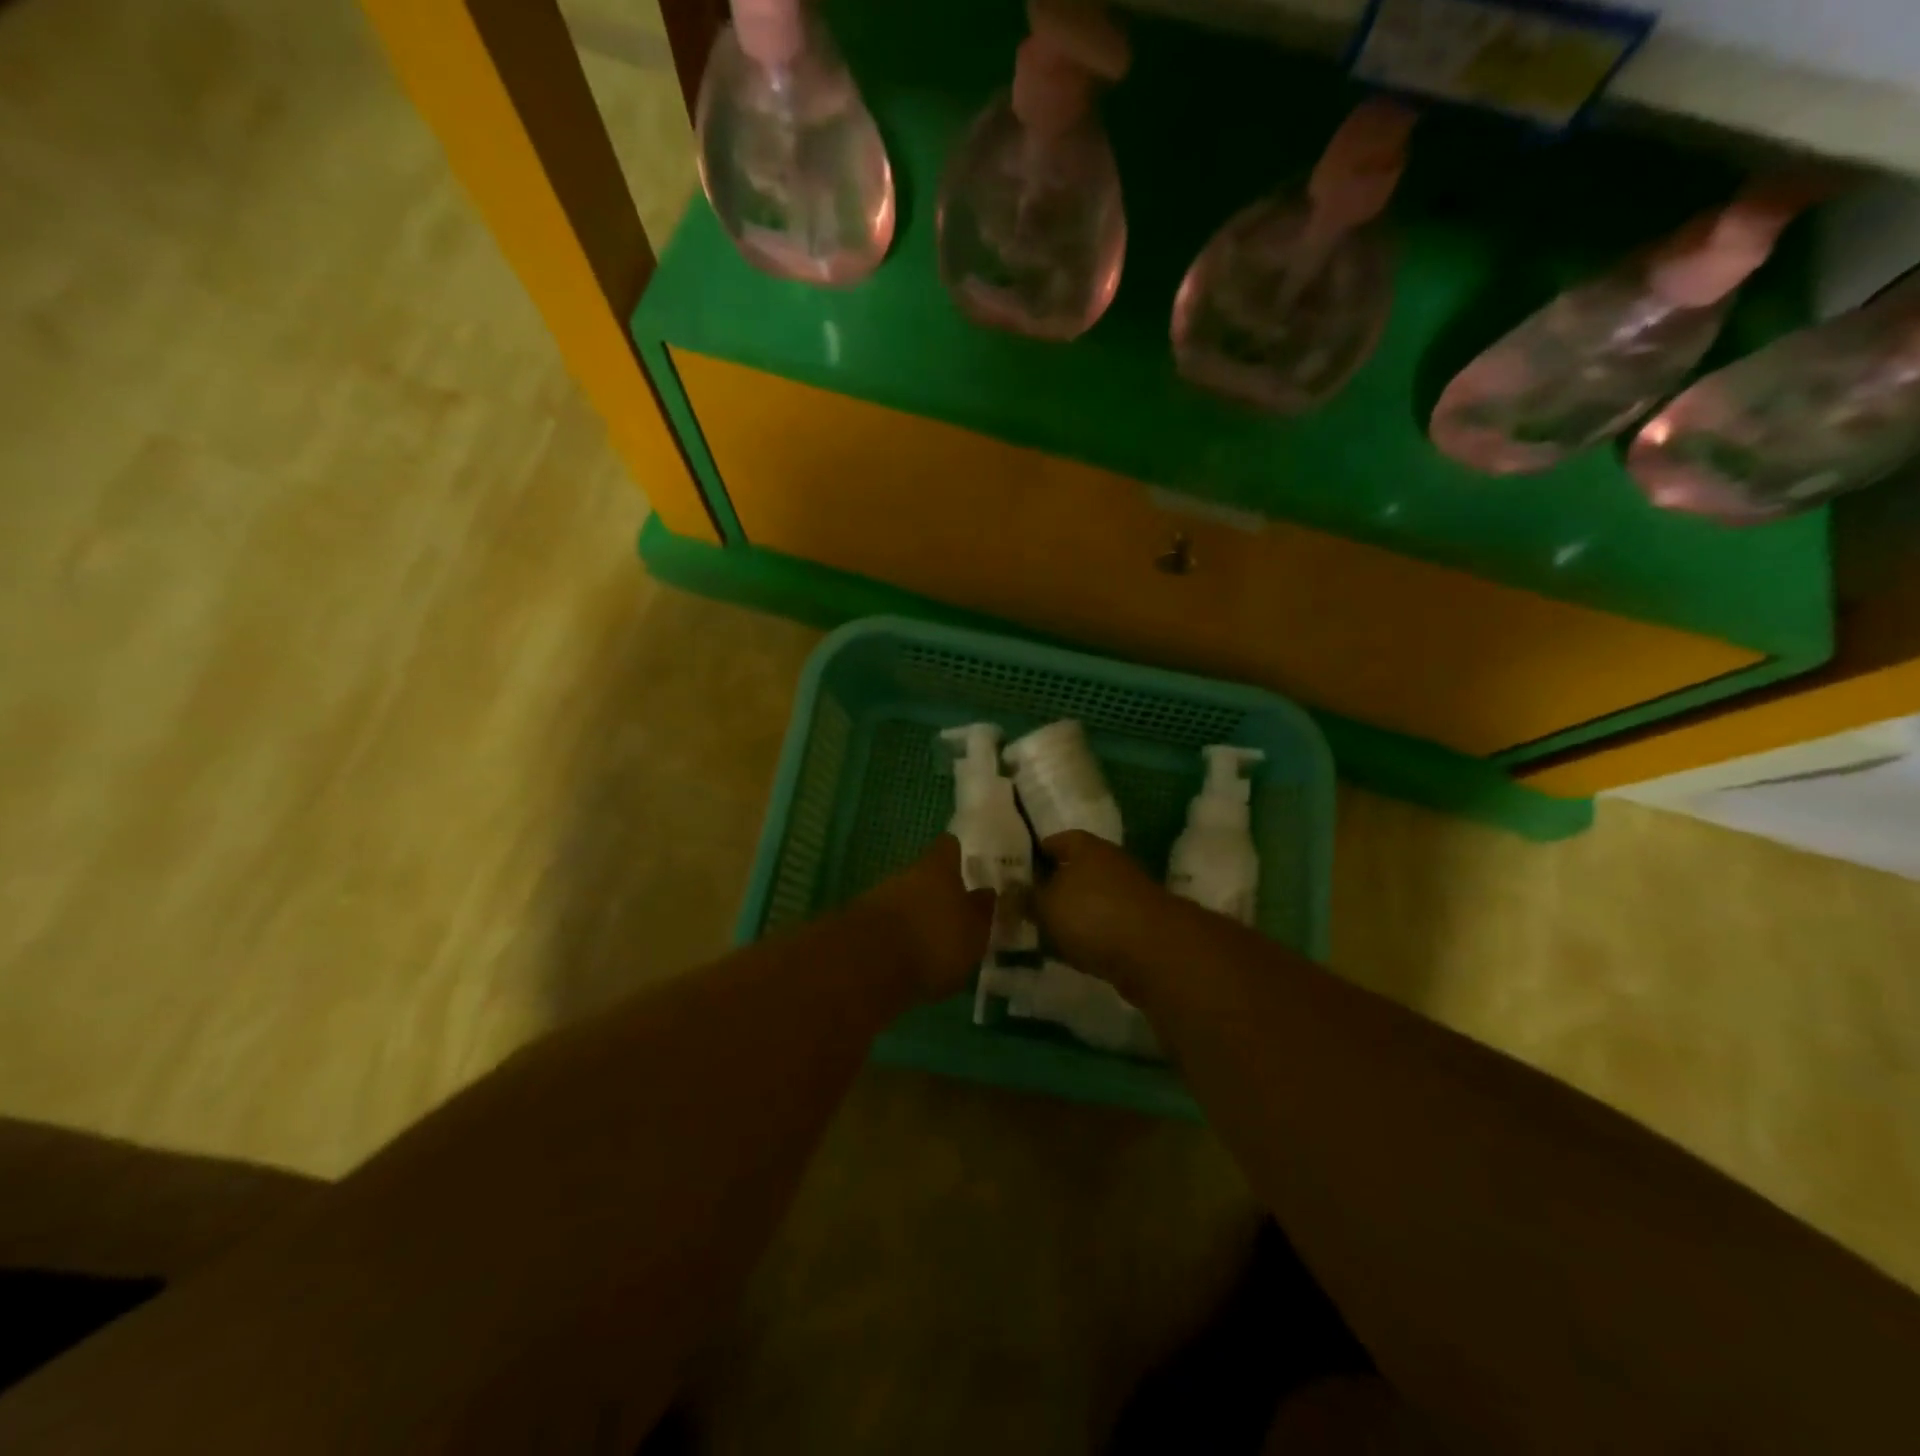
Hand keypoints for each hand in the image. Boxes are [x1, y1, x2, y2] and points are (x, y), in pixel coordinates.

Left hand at [856, 836, 995, 1000]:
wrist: (869, 966)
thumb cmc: (935, 940)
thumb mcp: (974, 931)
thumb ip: (981, 911)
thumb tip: (986, 892)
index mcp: (938, 868)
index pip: (948, 847)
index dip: (957, 854)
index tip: (966, 863)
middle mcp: (907, 875)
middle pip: (923, 875)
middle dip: (937, 893)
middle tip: (954, 915)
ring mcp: (879, 898)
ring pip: (904, 900)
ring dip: (916, 917)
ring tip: (932, 944)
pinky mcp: (859, 927)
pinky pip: (887, 926)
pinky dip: (898, 939)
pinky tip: (909, 961)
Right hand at [1031, 831, 1186, 994]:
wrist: (1154, 952)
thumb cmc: (1092, 914)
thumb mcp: (1046, 905)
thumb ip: (1026, 898)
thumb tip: (1012, 892)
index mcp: (1087, 846)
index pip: (1056, 840)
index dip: (1035, 853)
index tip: (1015, 870)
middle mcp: (1110, 863)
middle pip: (1075, 870)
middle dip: (1052, 886)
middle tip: (1024, 905)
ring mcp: (1129, 894)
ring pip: (1090, 899)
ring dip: (1071, 914)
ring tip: (1044, 932)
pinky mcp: (1140, 925)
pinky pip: (1105, 925)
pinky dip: (1089, 935)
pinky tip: (1072, 952)